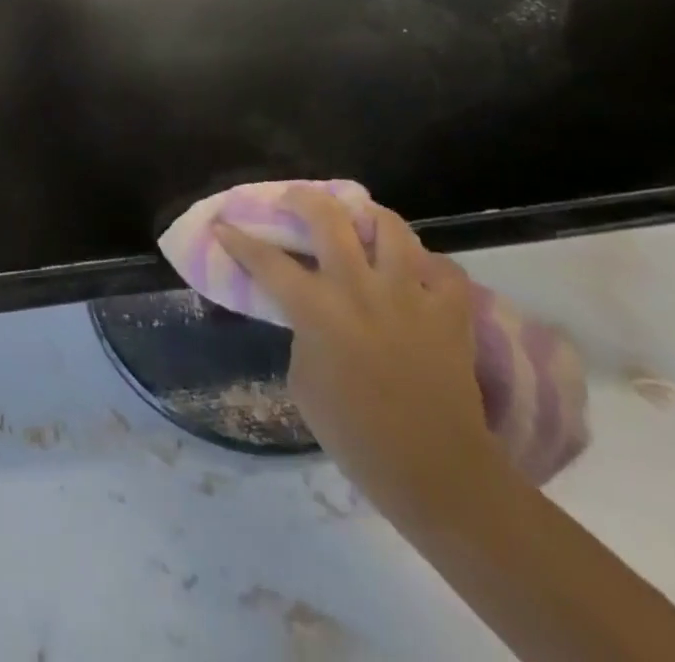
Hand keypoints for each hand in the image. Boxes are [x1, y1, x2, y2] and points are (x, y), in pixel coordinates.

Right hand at [214, 189, 508, 528]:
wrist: (437, 474)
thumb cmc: (356, 436)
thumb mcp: (303, 381)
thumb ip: (303, 332)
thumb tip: (311, 312)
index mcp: (317, 309)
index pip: (266, 260)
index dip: (238, 239)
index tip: (222, 225)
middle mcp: (360, 288)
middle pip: (327, 218)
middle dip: (303, 199)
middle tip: (294, 200)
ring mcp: (410, 295)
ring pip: (390, 226)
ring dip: (369, 217)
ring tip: (360, 221)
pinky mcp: (451, 313)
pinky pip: (443, 268)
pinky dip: (428, 265)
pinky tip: (416, 272)